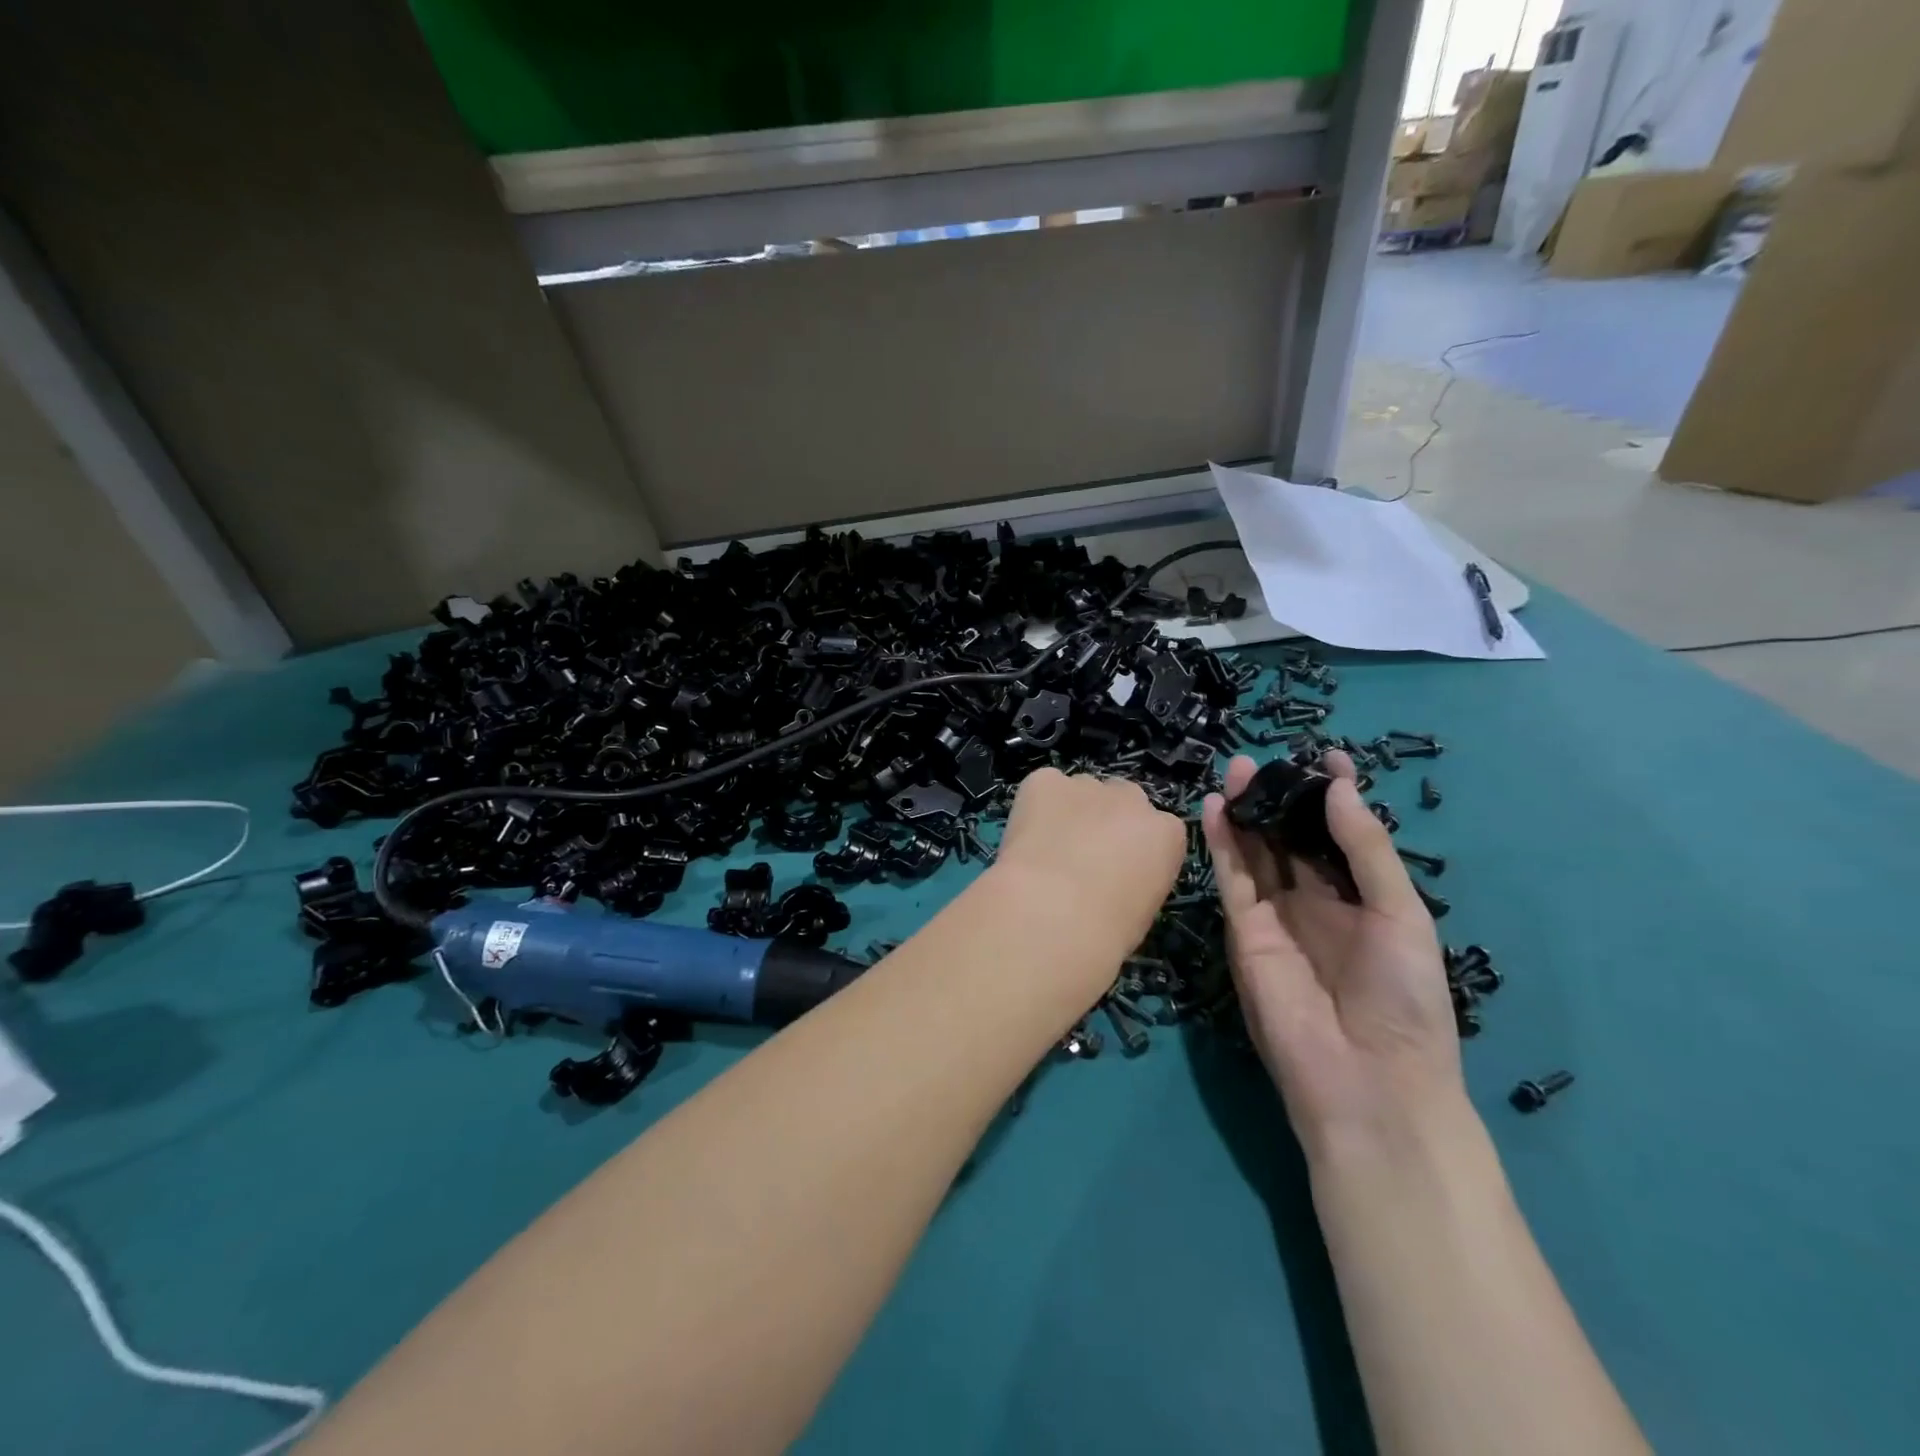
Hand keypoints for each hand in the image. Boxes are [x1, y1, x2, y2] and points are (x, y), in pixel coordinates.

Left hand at [992, 767, 1187, 963]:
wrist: (1053, 913)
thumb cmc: (1106, 929)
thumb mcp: (1141, 910)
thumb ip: (1135, 878)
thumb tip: (1112, 879)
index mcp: (1166, 834)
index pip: (1157, 830)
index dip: (1132, 850)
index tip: (1116, 872)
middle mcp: (1132, 799)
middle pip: (1122, 800)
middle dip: (1105, 821)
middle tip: (1080, 857)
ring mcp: (1087, 785)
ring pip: (1081, 791)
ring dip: (1070, 812)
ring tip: (1046, 850)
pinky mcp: (1045, 782)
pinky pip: (1043, 786)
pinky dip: (1034, 806)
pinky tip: (1025, 837)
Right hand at [1201, 752, 1463, 1157]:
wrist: (1366, 1081)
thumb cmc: (1404, 998)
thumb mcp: (1401, 914)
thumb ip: (1366, 848)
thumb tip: (1340, 785)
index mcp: (1362, 900)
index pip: (1340, 837)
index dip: (1333, 798)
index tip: (1327, 757)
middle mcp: (1315, 903)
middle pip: (1290, 840)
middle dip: (1278, 799)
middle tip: (1263, 760)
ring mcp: (1275, 917)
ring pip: (1255, 853)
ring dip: (1245, 812)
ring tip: (1235, 771)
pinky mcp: (1242, 932)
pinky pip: (1230, 879)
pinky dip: (1222, 843)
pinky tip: (1217, 808)